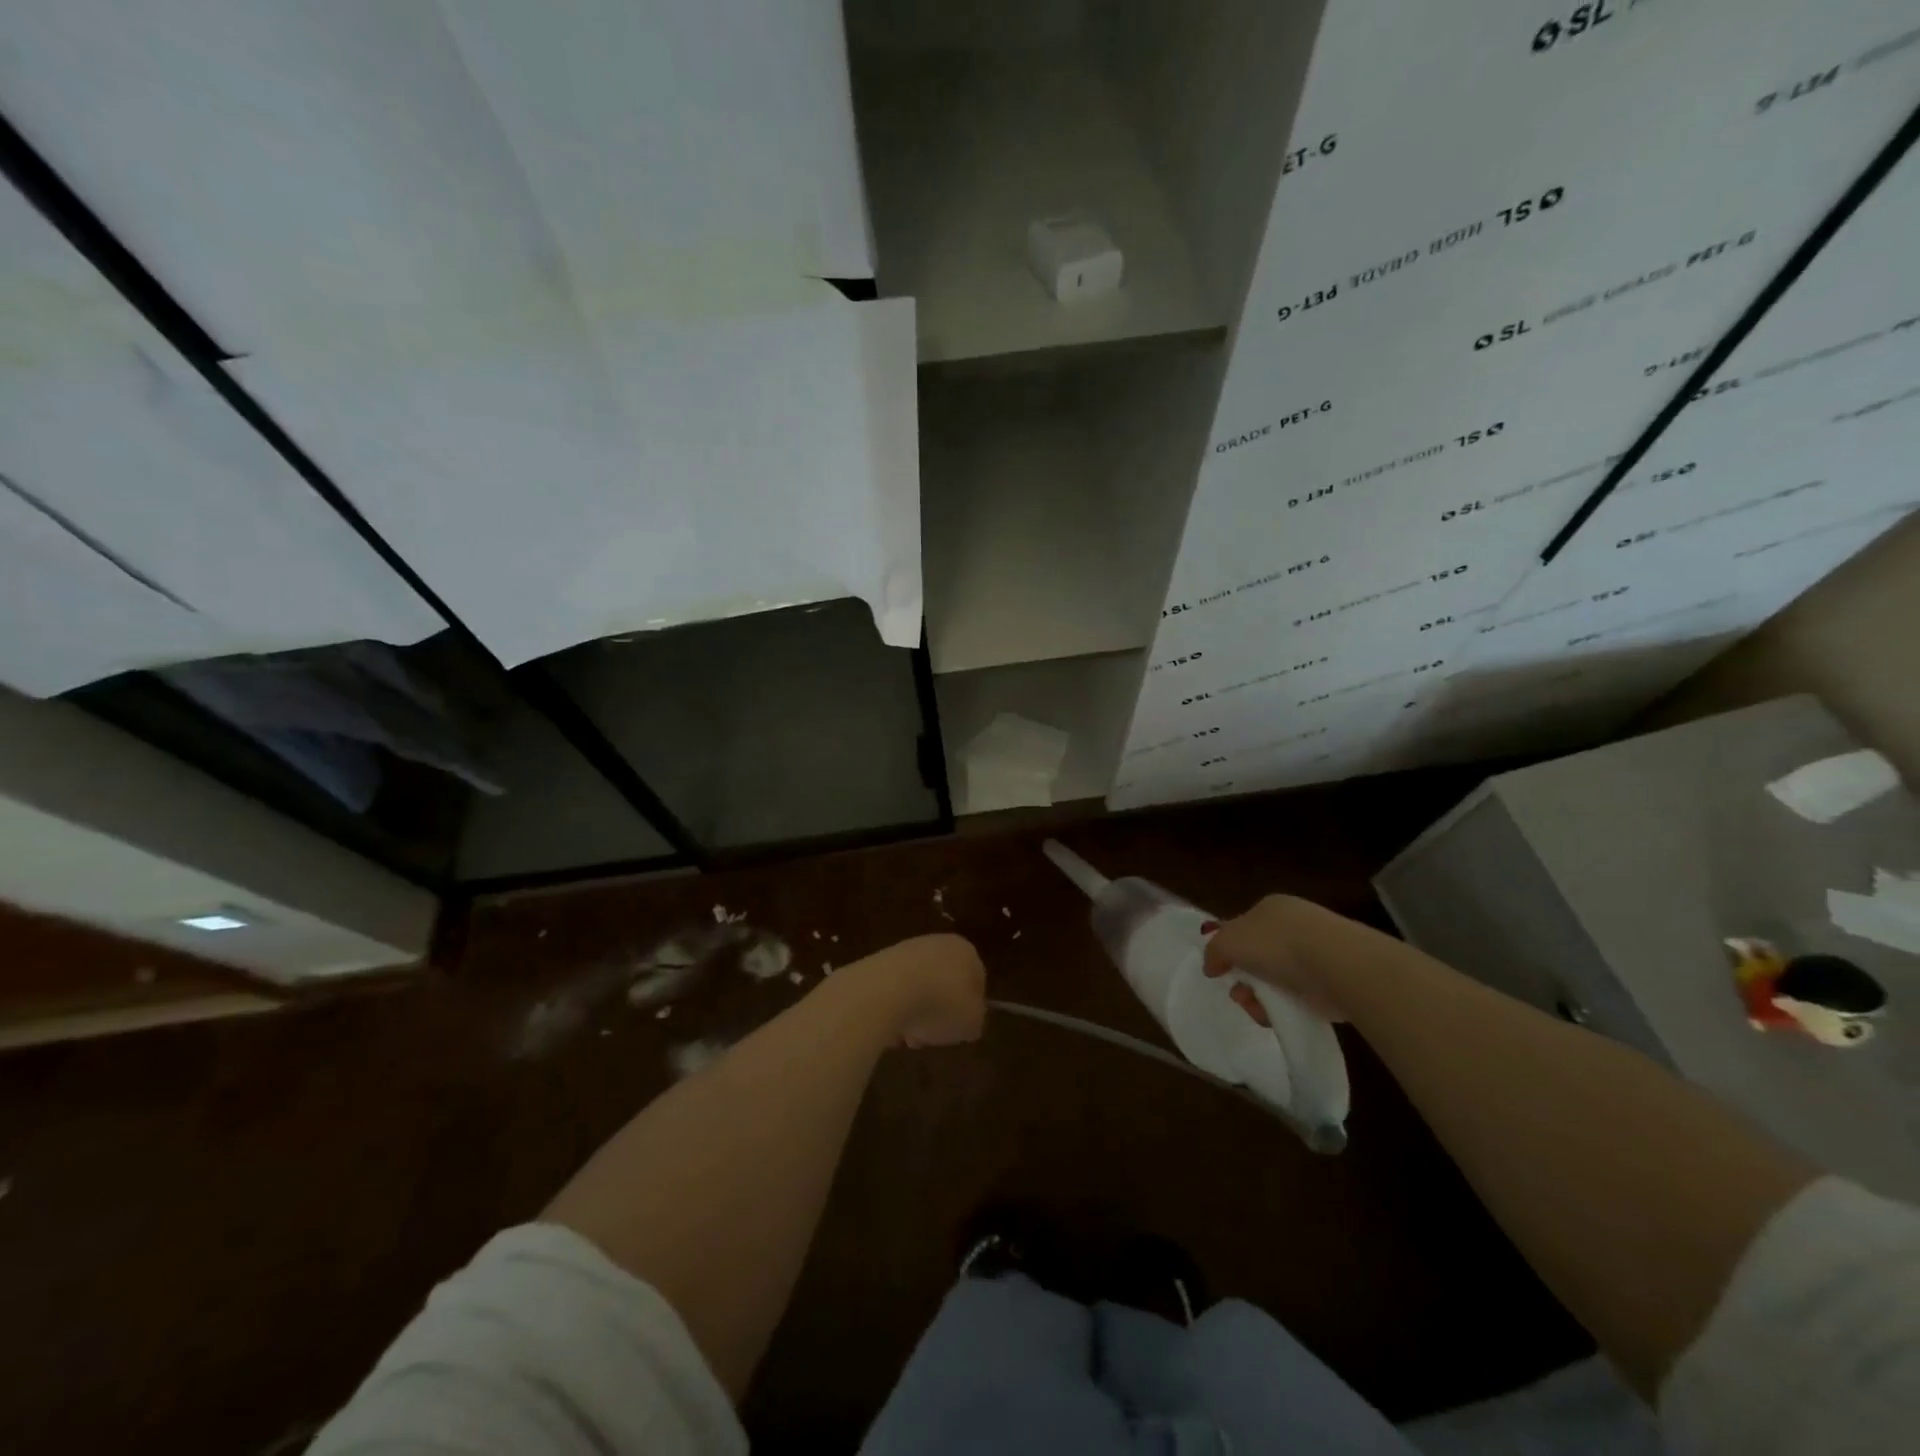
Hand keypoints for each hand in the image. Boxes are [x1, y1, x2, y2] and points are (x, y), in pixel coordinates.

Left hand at [841, 934, 986, 1048]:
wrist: (888, 990)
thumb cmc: (941, 1003)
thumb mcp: (972, 1023)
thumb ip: (975, 1020)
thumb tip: (969, 1021)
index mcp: (966, 951)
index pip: (977, 979)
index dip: (973, 1007)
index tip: (963, 1028)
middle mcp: (939, 944)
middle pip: (945, 983)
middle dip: (941, 1011)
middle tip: (936, 1034)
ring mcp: (907, 951)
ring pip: (920, 988)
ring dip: (917, 1013)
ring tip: (910, 1037)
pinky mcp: (881, 963)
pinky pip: (896, 991)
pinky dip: (896, 1009)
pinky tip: (892, 1027)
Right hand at [1202, 894, 1363, 1022]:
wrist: (1334, 965)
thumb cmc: (1276, 944)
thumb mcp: (1228, 941)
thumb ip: (1213, 951)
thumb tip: (1212, 966)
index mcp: (1270, 908)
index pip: (1243, 927)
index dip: (1229, 949)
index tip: (1222, 971)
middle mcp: (1293, 926)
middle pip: (1257, 956)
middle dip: (1244, 979)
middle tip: (1240, 994)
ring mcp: (1315, 953)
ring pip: (1275, 979)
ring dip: (1260, 997)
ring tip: (1258, 1009)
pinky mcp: (1330, 981)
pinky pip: (1297, 996)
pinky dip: (1284, 1007)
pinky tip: (1278, 1015)